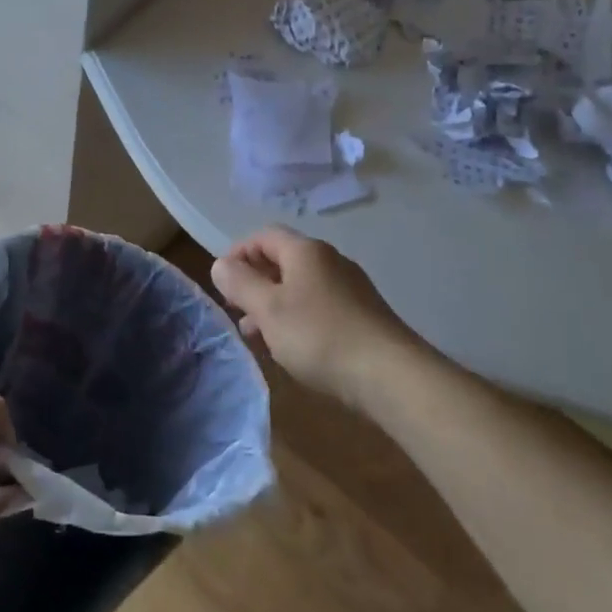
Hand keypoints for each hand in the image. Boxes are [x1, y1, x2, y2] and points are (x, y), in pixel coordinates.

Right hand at [211, 225, 418, 406]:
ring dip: (273, 305)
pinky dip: (297, 319)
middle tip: (236, 312)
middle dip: (254, 283)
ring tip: (258, 337)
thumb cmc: (320, 336)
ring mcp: (350, 288)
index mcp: (306, 251)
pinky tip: (292, 348)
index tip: (222, 283)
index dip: (238, 253)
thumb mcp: (269, 310)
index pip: (263, 235)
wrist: (391, 375)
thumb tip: (220, 264)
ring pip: (300, 287)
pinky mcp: (362, 315)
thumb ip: (241, 284)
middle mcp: (330, 261)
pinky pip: (318, 307)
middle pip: (282, 260)